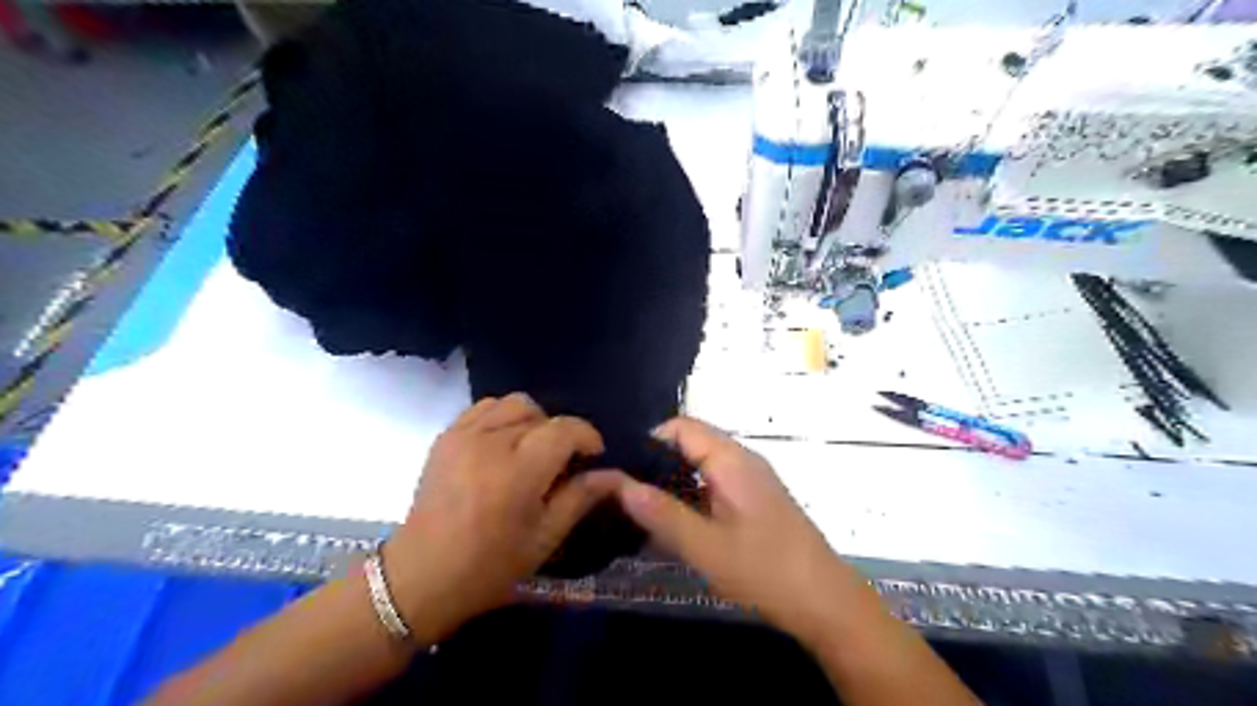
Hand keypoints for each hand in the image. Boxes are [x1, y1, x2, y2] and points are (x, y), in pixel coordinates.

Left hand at [383, 393, 617, 645]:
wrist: (421, 576)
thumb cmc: (489, 566)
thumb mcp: (545, 538)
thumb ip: (581, 497)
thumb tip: (615, 475)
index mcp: (518, 471)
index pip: (565, 429)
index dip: (587, 436)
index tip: (593, 455)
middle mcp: (490, 443)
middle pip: (540, 413)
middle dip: (559, 432)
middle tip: (560, 462)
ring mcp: (464, 435)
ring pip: (512, 403)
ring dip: (531, 421)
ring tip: (530, 450)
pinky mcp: (446, 436)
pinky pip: (484, 408)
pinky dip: (502, 417)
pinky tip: (503, 444)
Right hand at [614, 418, 870, 648]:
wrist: (826, 602)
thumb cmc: (765, 570)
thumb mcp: (705, 547)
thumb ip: (661, 513)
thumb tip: (618, 483)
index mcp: (731, 460)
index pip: (681, 427)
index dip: (648, 440)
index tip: (620, 467)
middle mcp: (742, 460)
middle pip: (691, 443)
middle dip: (656, 461)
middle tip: (623, 490)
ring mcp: (751, 479)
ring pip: (702, 464)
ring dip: (673, 479)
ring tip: (641, 505)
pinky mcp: (756, 499)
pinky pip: (715, 482)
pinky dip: (691, 493)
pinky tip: (675, 520)